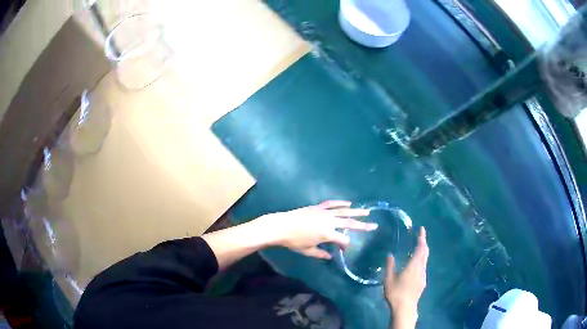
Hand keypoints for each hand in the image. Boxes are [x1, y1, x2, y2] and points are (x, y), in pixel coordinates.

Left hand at [255, 200, 376, 258]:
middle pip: (349, 223)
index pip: (343, 240)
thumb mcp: (308, 251)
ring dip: (356, 212)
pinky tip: (349, 203)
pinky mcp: (318, 207)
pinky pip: (332, 204)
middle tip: (374, 225)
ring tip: (367, 212)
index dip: (346, 245)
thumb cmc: (294, 241)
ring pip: (344, 211)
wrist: (281, 226)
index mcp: (328, 234)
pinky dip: (341, 203)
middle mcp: (329, 222)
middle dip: (362, 225)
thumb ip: (321, 254)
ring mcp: (324, 213)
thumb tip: (330, 256)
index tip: (345, 249)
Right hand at [384, 227, 428, 327]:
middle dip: (423, 243)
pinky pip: (423, 267)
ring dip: (423, 252)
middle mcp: (421, 268)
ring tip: (417, 249)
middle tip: (420, 236)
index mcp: (413, 265)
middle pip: (425, 252)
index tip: (422, 229)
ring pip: (425, 260)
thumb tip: (390, 254)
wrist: (405, 307)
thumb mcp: (388, 279)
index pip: (420, 248)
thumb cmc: (396, 292)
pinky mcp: (423, 282)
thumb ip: (390, 266)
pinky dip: (421, 260)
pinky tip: (415, 265)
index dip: (422, 238)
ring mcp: (423, 275)